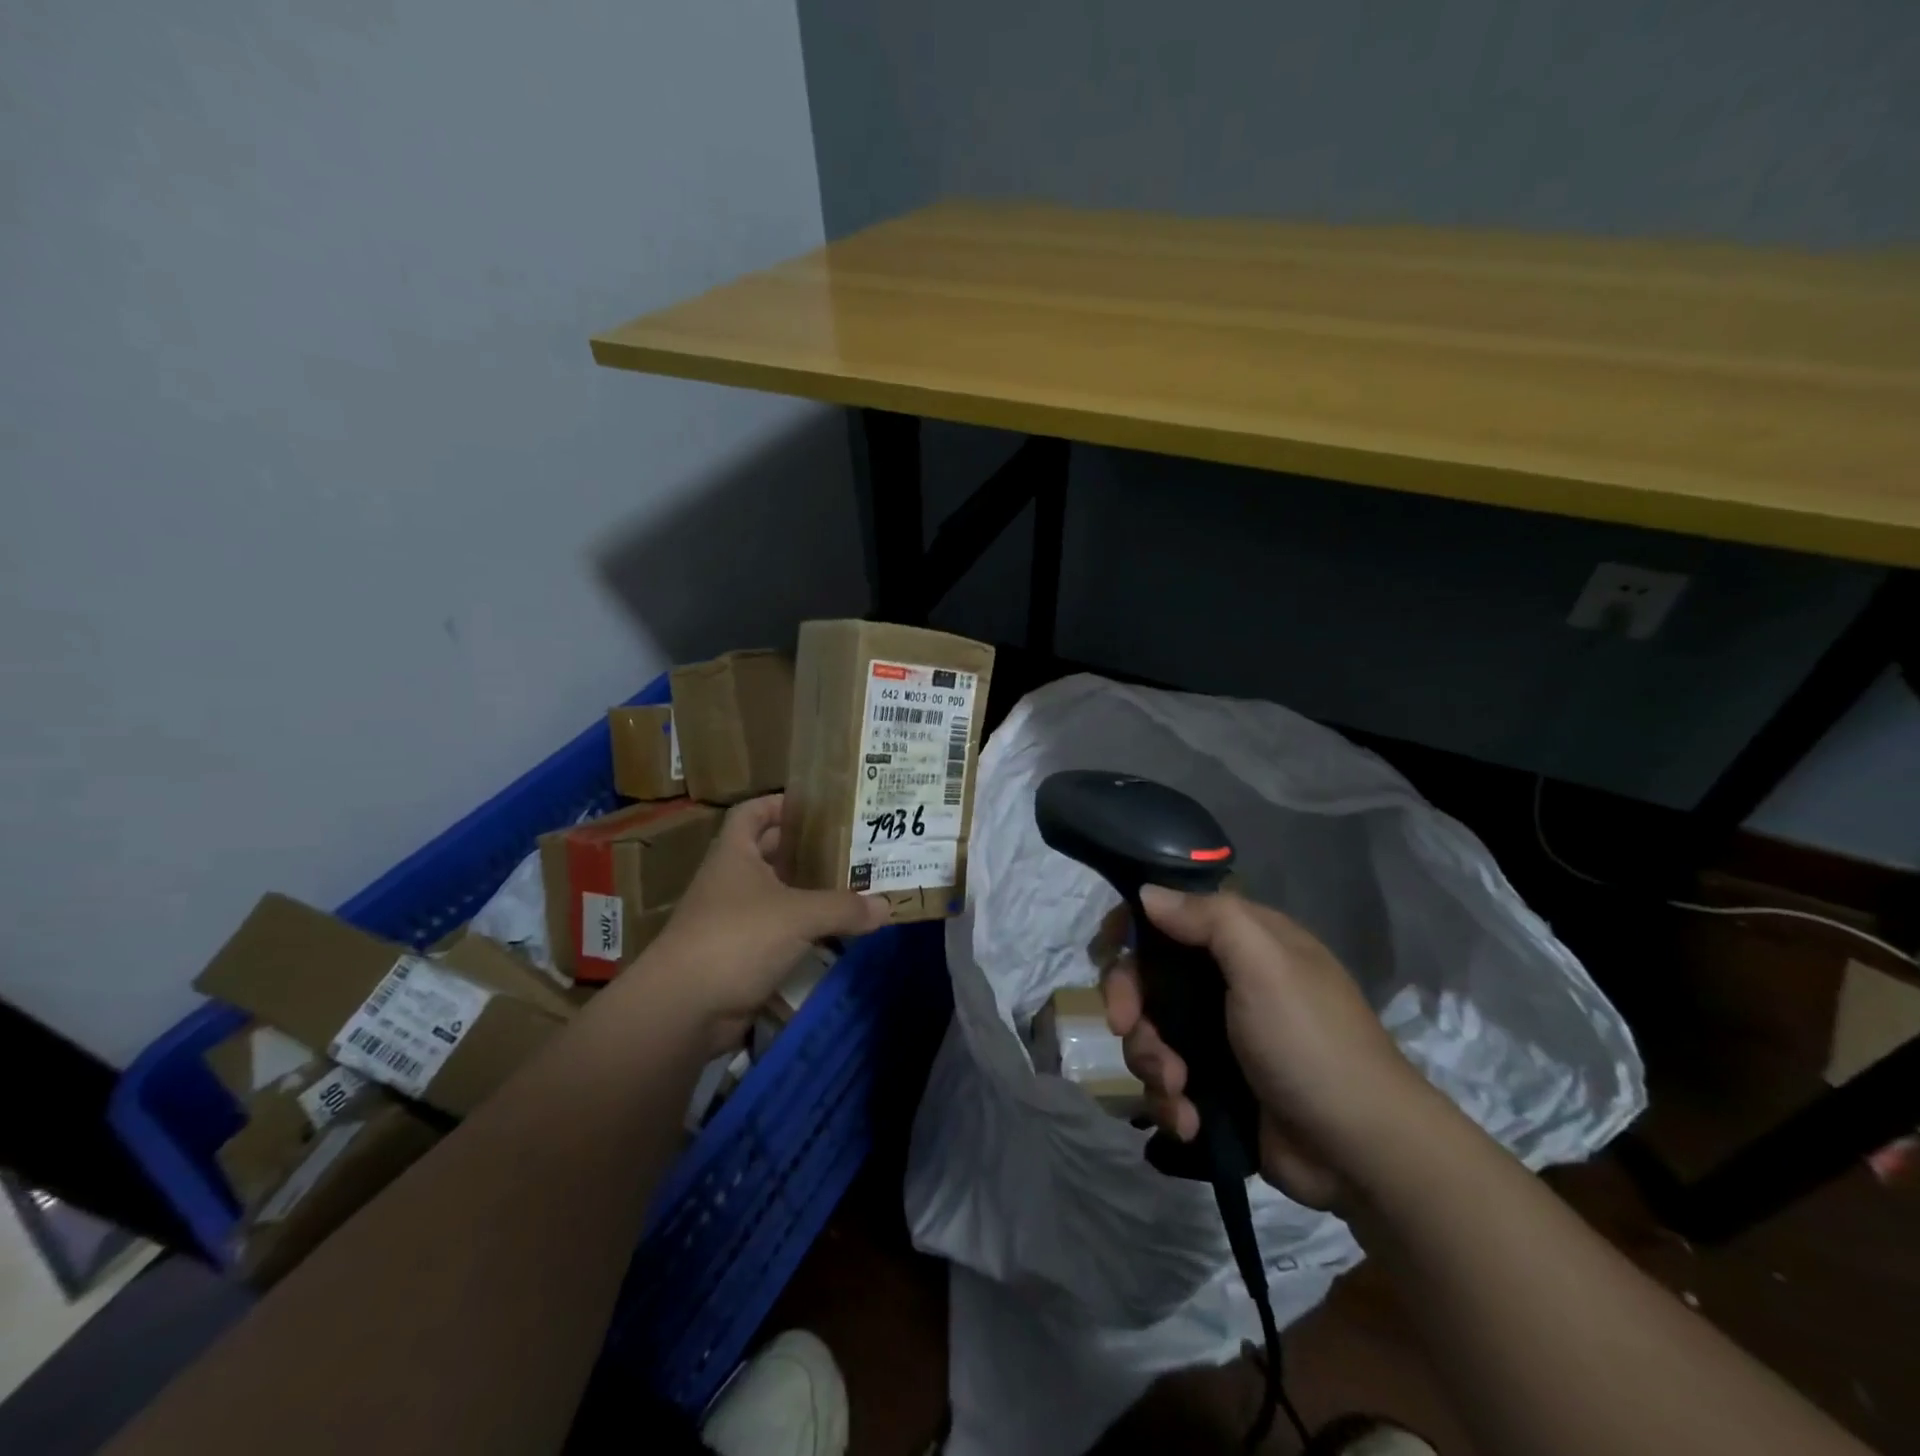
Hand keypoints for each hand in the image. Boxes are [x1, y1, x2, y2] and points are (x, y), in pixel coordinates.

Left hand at [636, 795, 889, 1052]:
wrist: (683, 1008)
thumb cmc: (737, 938)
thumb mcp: (798, 914)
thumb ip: (844, 907)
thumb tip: (886, 907)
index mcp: (734, 854)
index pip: (752, 812)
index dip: (780, 803)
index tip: (817, 806)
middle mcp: (730, 881)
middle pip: (769, 852)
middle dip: (805, 849)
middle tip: (849, 847)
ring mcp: (731, 920)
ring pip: (776, 895)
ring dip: (807, 892)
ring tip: (851, 886)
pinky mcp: (738, 955)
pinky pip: (777, 933)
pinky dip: (802, 931)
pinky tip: (834, 933)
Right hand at [1099, 886, 1433, 1208]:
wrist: (1362, 1152)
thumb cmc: (1310, 1042)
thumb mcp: (1264, 964)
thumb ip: (1207, 918)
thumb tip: (1148, 894)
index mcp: (1242, 942)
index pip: (1170, 915)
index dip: (1132, 929)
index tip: (1109, 952)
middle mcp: (1225, 982)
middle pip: (1148, 976)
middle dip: (1131, 1004)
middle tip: (1127, 1029)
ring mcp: (1218, 1036)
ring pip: (1149, 1032)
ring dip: (1150, 1061)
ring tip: (1177, 1090)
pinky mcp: (1214, 1086)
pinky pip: (1166, 1081)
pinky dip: (1169, 1101)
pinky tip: (1188, 1121)